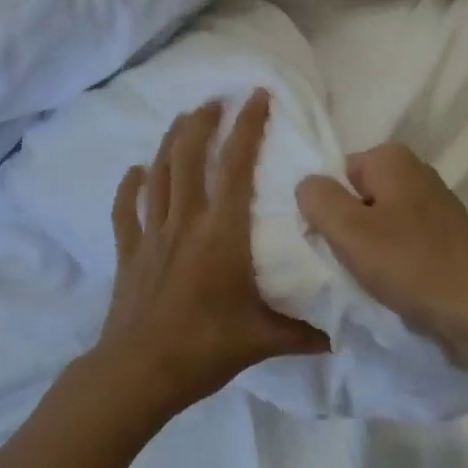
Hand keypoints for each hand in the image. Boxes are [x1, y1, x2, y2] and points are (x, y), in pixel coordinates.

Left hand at [96, 91, 328, 418]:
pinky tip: (134, 172)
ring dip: (170, 142)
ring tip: (182, 120)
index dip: (248, 127)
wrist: (140, 372)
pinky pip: (125, 211)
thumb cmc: (206, 348)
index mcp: (222, 232)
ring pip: (158, 174)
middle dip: (202, 122)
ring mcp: (152, 234)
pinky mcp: (128, 252)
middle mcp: (185, 221)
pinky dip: (129, 187)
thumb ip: (304, 333)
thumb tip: (341, 335)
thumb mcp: (264, 340)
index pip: (237, 166)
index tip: (257, 96)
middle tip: (215, 101)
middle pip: (190, 156)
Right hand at [295, 143, 467, 369]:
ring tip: (371, 277)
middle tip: (347, 260)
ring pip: (380, 223)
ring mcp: (436, 208)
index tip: (328, 239)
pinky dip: (394, 263)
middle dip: (347, 228)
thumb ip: (317, 199)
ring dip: (369, 250)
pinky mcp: (447, 240)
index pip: (337, 172)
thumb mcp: (348, 230)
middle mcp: (416, 173)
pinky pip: (403, 244)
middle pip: (359, 197)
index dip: (327, 205)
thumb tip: (308, 185)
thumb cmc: (411, 263)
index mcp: (392, 158)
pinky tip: (394, 286)